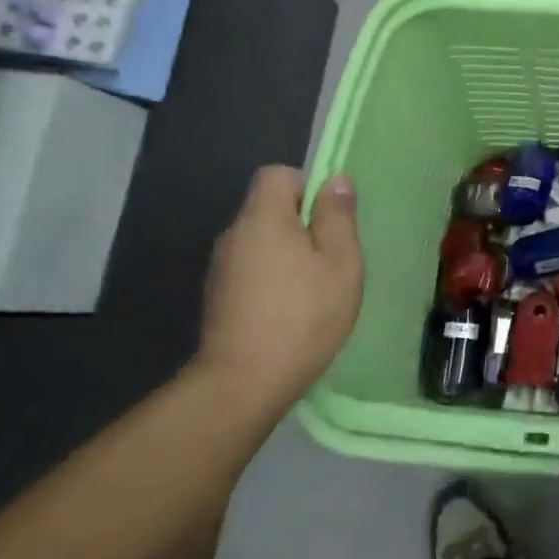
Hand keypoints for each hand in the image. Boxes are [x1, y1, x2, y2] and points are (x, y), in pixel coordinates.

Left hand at [197, 165, 364, 423]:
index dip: (306, 185)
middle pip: (269, 208)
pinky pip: (252, 269)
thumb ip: (338, 217)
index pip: (277, 174)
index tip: (328, 218)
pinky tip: (291, 310)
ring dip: (287, 253)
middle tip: (331, 256)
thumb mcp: (340, 261)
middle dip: (301, 223)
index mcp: (263, 218)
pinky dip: (272, 278)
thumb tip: (334, 180)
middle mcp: (234, 235)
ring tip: (314, 287)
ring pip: (261, 242)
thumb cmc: (304, 314)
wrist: (244, 383)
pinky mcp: (218, 298)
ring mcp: (221, 269)